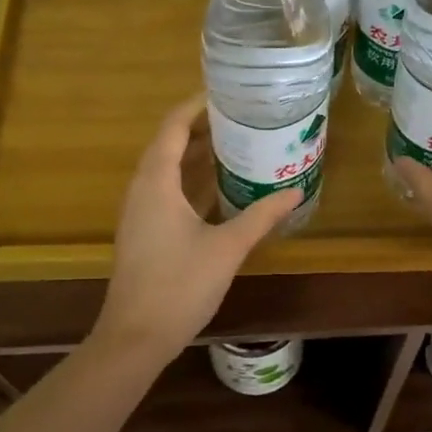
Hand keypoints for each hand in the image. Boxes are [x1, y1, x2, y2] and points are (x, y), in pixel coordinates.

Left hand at [91, 95, 301, 359]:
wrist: (135, 337)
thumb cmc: (179, 286)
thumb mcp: (227, 248)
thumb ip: (261, 216)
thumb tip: (295, 191)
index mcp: (156, 182)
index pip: (173, 127)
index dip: (196, 106)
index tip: (227, 94)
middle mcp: (142, 189)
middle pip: (169, 144)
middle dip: (203, 128)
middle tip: (242, 118)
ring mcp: (140, 212)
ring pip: (167, 170)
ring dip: (197, 155)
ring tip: (237, 144)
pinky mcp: (144, 232)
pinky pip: (167, 192)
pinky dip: (191, 181)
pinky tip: (220, 188)